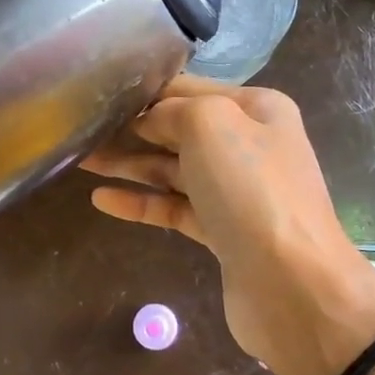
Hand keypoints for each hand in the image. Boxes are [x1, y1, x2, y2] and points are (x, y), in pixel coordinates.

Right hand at [83, 77, 374, 374]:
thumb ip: (172, 111)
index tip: (101, 93)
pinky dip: (141, 202)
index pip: (190, 89)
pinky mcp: (222, 232)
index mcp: (257, 109)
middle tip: (82, 128)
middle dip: (132, 128)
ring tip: (80, 159)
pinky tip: (101, 199)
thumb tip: (148, 120)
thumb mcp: (210, 125)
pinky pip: (174, 208)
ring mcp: (236, 192)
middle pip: (179, 129)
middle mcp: (249, 145)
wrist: (293, 285)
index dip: (146, 91)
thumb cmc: (252, 190)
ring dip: (129, 164)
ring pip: (172, 170)